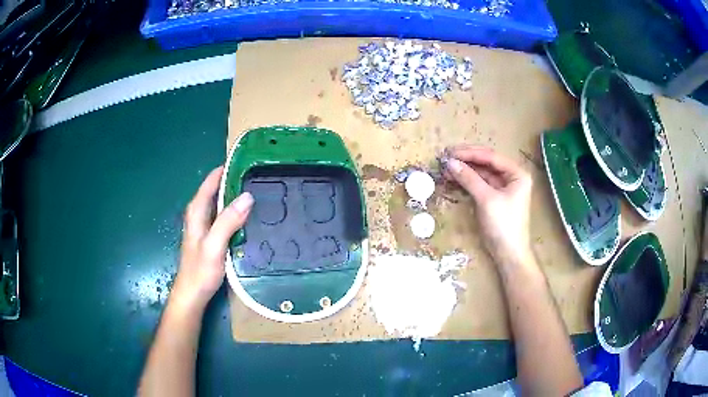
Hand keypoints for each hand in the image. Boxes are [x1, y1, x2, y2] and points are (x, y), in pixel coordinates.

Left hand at [170, 166, 253, 313]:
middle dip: (235, 181)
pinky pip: (225, 216)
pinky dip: (236, 211)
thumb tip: (247, 196)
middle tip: (259, 175)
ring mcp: (206, 226)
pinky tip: (250, 215)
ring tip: (259, 190)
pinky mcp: (212, 236)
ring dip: (236, 196)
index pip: (210, 181)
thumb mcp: (214, 245)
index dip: (226, 169)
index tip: (247, 160)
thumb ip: (228, 221)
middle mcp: (200, 214)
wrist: (193, 294)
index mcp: (197, 211)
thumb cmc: (200, 270)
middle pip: (216, 190)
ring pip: (221, 203)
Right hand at [444, 146, 532, 266]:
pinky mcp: (495, 198)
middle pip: (487, 163)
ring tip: (446, 168)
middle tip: (446, 157)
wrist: (509, 254)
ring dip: (465, 170)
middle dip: (467, 160)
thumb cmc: (503, 225)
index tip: (450, 152)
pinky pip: (480, 184)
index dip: (470, 153)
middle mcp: (512, 177)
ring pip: (482, 173)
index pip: (491, 157)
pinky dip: (468, 181)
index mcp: (517, 173)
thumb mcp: (486, 199)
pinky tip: (455, 178)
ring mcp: (503, 187)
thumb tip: (449, 162)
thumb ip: (469, 178)